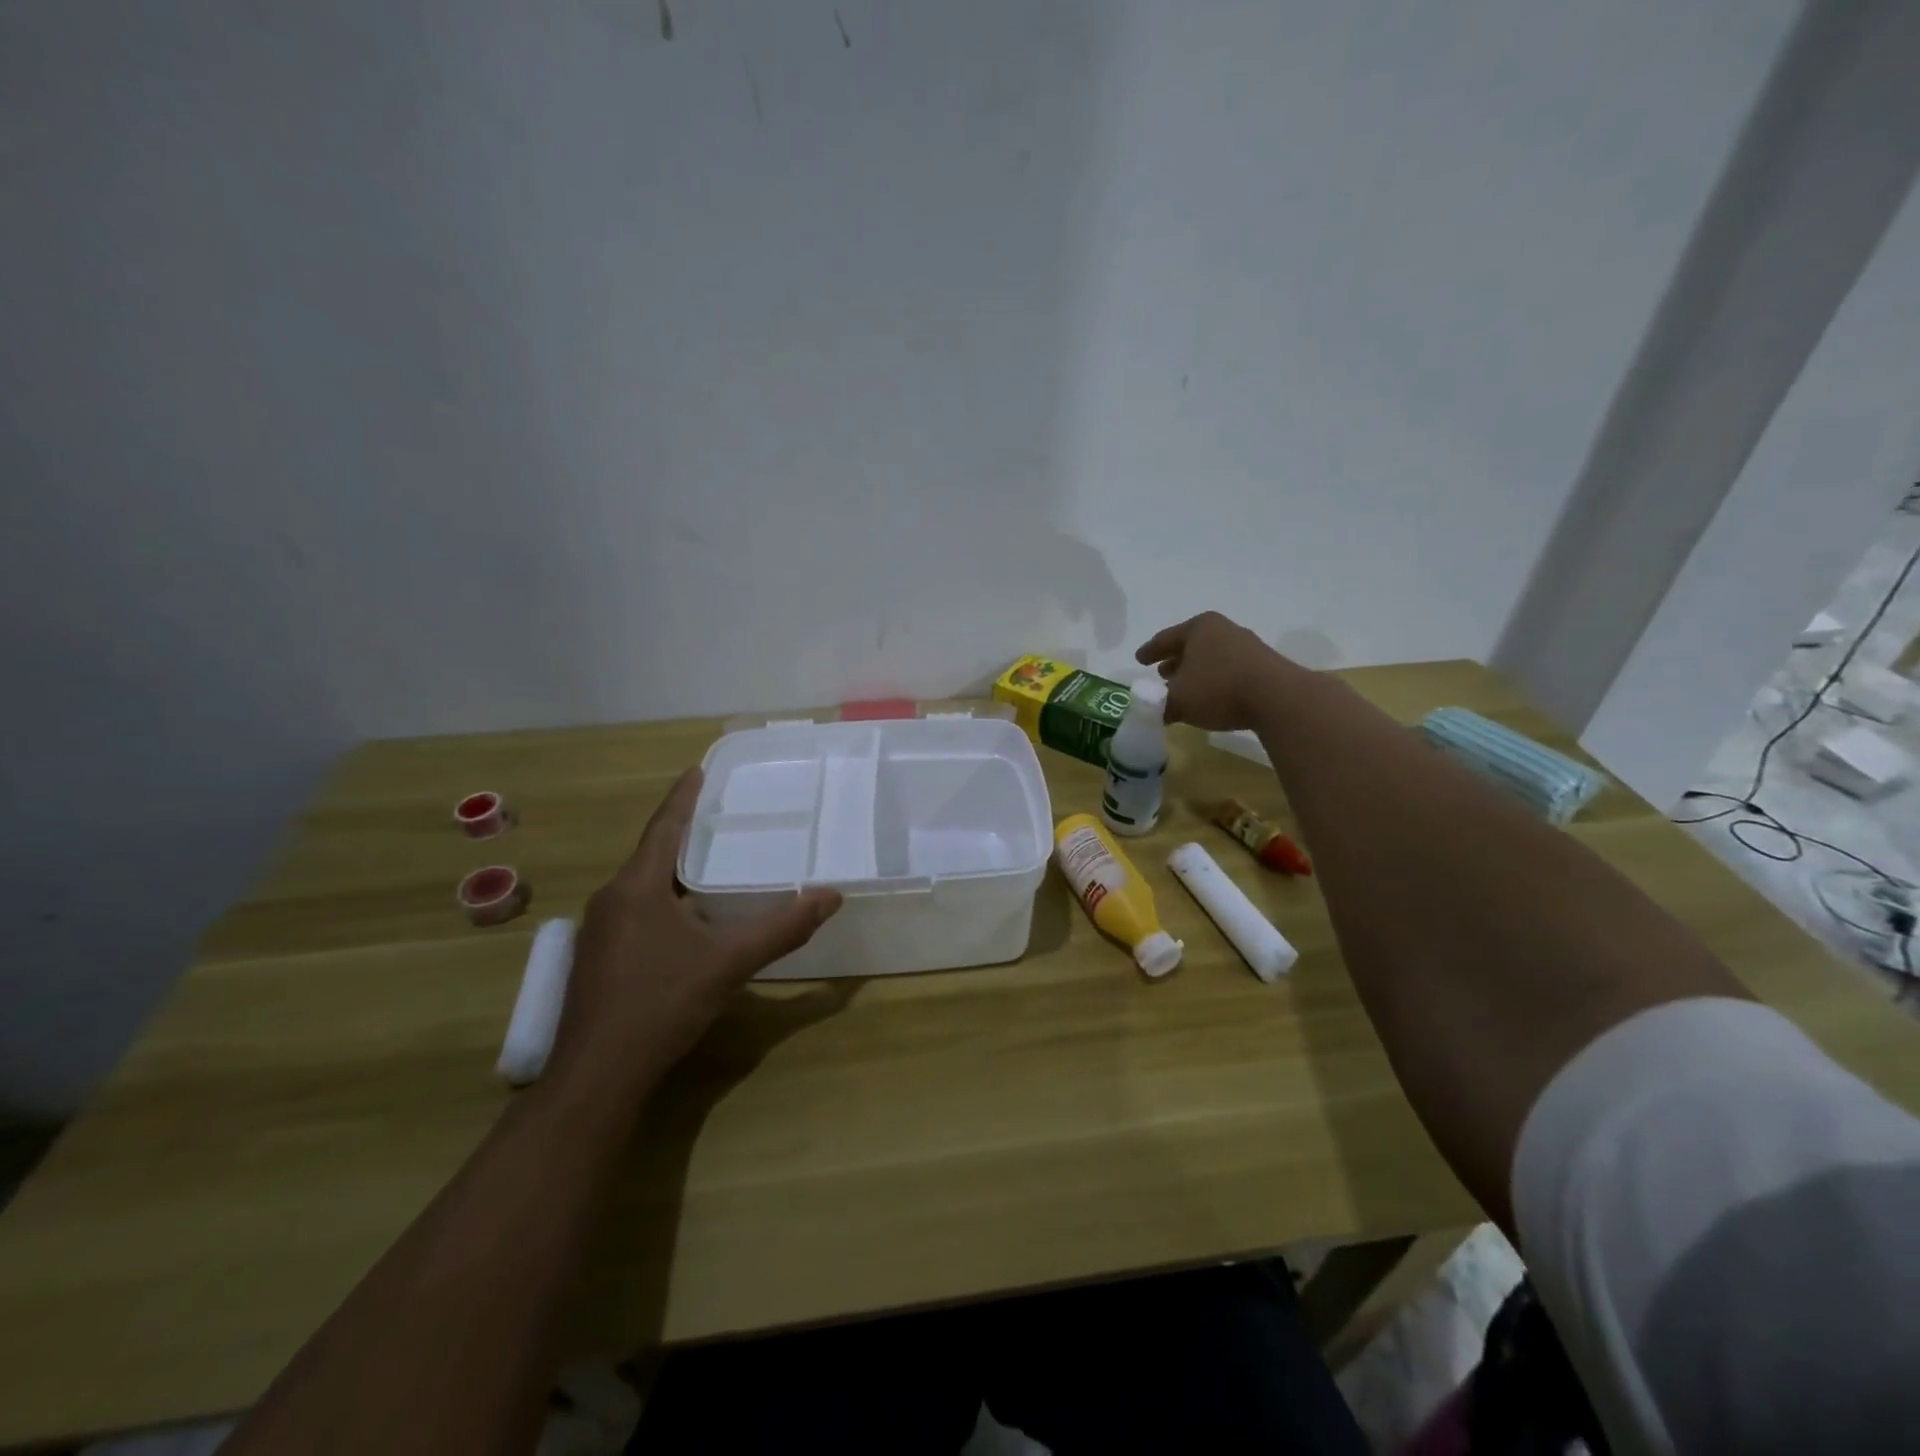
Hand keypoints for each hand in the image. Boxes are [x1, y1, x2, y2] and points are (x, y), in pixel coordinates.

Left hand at [545, 768, 842, 1107]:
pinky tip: (689, 920)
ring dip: (675, 871)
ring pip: (643, 887)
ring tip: (712, 863)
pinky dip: (664, 902)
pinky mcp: (598, 961)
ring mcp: (598, 933)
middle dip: (684, 834)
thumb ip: (782, 928)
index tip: (697, 769)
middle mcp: (611, 901)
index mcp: (636, 888)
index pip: (663, 827)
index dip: (683, 797)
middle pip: (652, 855)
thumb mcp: (729, 962)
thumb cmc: (661, 1003)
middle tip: (721, 817)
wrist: (597, 1076)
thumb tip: (832, 897)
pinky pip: (636, 913)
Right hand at [1135, 611, 1291, 730]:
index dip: (1149, 651)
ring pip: (1211, 657)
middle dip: (1175, 660)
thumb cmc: (1218, 689)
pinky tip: (1211, 696)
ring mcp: (1247, 645)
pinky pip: (1228, 669)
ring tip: (1185, 688)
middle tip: (1161, 674)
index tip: (1139, 660)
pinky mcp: (1264, 664)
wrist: (1278, 698)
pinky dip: (1215, 680)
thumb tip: (1150, 711)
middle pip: (1191, 645)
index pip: (1165, 639)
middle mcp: (1223, 629)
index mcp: (1198, 628)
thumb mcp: (1178, 701)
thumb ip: (1159, 705)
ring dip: (1196, 672)